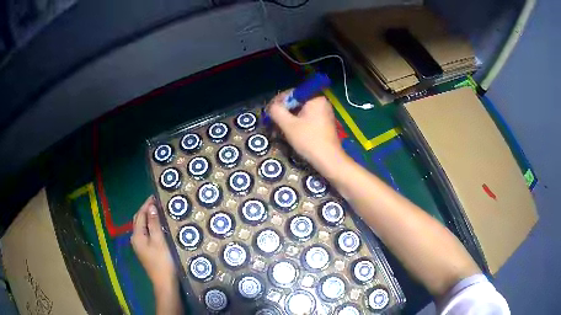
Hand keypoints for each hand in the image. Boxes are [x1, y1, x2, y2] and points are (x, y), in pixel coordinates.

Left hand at [131, 196, 176, 291]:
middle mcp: (135, 239)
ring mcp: (139, 246)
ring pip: (141, 227)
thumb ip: (154, 224)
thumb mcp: (159, 241)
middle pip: (138, 220)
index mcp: (137, 235)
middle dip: (145, 210)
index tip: (155, 196)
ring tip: (157, 211)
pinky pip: (145, 233)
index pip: (140, 215)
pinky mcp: (144, 251)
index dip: (147, 204)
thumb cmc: (163, 261)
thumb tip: (151, 207)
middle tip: (157, 202)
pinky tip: (157, 226)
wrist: (164, 283)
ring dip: (147, 217)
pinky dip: (149, 226)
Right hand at [268, 91, 346, 175]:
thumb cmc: (309, 140)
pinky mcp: (324, 124)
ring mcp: (325, 113)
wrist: (328, 160)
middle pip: (297, 102)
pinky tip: (290, 132)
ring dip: (289, 119)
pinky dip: (298, 123)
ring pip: (301, 112)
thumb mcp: (288, 125)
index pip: (292, 93)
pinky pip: (307, 119)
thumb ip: (277, 111)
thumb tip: (272, 106)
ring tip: (279, 128)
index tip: (269, 111)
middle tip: (272, 121)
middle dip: (284, 111)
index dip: (278, 101)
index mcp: (315, 98)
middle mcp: (322, 102)